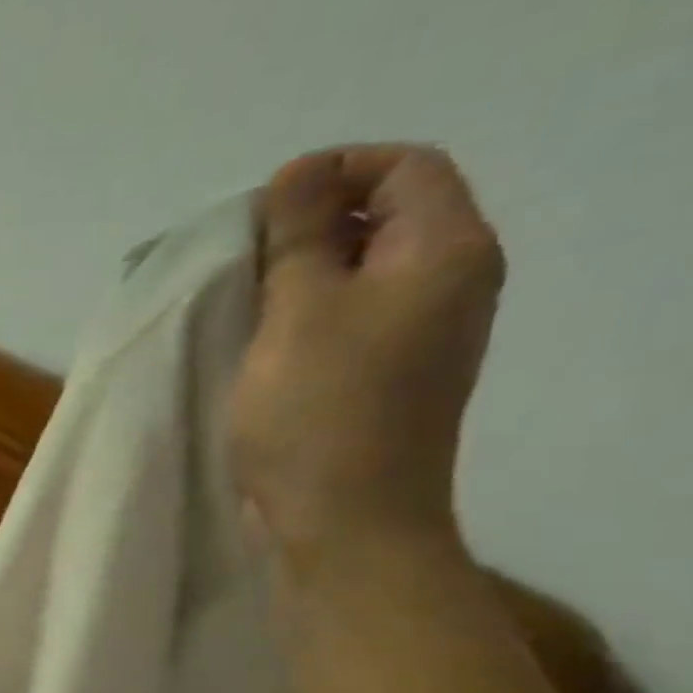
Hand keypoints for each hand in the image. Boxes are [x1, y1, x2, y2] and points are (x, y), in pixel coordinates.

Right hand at [230, 145, 505, 568]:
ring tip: (244, 301)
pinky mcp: (387, 381)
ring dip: (302, 276)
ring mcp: (420, 339)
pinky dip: (307, 318)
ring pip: (362, 275)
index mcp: (446, 253)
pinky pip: (351, 323)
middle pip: (386, 218)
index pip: (404, 168)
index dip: (332, 172)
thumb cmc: (320, 412)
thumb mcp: (299, 309)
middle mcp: (448, 286)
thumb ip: (300, 233)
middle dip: (312, 224)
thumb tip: (298, 174)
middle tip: (244, 258)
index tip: (261, 212)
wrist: (345, 524)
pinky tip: (262, 344)